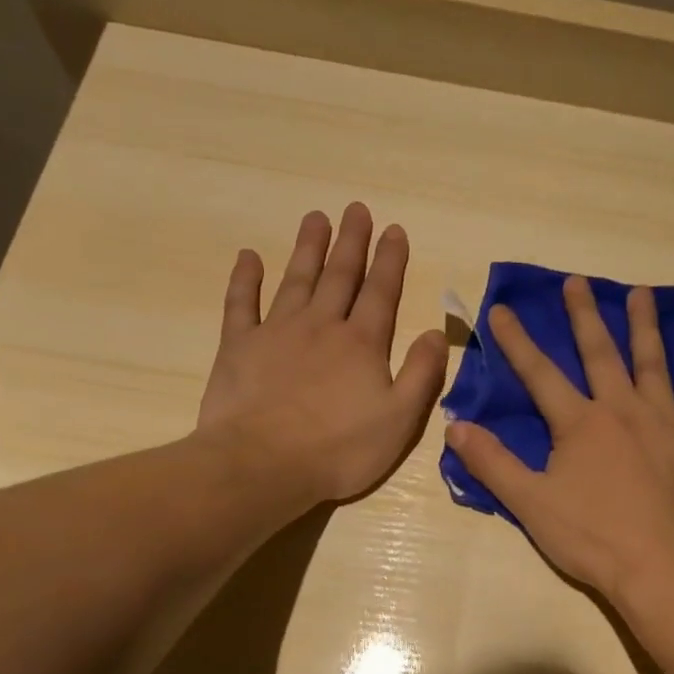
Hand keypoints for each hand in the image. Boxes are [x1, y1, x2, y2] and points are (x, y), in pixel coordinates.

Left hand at [194, 203, 447, 505]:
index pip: (381, 292)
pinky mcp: (239, 346)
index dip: (390, 260)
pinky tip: (249, 256)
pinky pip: (242, 303)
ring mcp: (277, 332)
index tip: (394, 229)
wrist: (263, 464)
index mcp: (362, 343)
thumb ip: (422, 374)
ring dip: (308, 248)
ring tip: (316, 217)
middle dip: (351, 242)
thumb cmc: (339, 449)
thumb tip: (434, 332)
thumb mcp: (399, 419)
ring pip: (296, 279)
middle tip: (356, 209)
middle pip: (340, 276)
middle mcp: (322, 326)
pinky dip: (245, 278)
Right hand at [444, 275, 673, 602]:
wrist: (664, 567)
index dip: (517, 341)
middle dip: (584, 316)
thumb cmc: (593, 538)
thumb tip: (455, 426)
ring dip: (646, 327)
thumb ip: (492, 463)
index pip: (540, 373)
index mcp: (581, 423)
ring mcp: (668, 421)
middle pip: (601, 353)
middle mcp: (624, 409)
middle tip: (578, 282)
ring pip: (655, 363)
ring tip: (642, 294)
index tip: (502, 308)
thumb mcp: (530, 504)